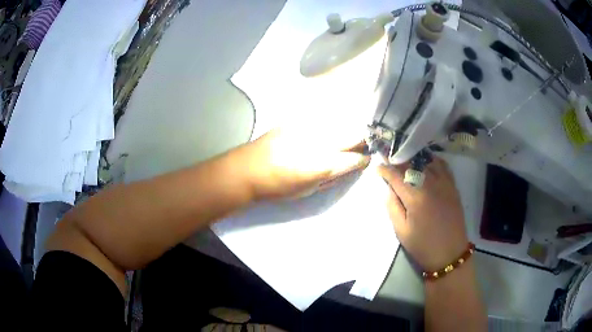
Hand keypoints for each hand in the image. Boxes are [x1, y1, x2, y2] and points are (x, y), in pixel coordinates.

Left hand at [239, 128, 370, 200]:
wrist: (249, 169)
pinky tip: (326, 129)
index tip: (365, 159)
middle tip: (363, 144)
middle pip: (354, 134)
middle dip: (363, 139)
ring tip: (346, 136)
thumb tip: (349, 168)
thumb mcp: (309, 190)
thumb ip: (332, 177)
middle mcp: (322, 141)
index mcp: (325, 163)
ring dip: (347, 130)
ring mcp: (310, 127)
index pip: (356, 158)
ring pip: (340, 122)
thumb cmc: (278, 186)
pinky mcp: (298, 119)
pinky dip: (330, 124)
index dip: (364, 159)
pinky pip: (322, 119)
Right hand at [378, 157, 468, 271]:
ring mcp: (444, 184)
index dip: (385, 170)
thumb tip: (388, 189)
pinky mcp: (453, 186)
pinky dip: (433, 161)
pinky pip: (443, 166)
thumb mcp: (401, 231)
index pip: (397, 176)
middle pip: (412, 165)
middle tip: (390, 162)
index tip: (378, 167)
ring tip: (407, 161)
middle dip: (398, 161)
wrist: (450, 253)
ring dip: (415, 159)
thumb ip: (392, 207)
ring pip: (427, 162)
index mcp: (415, 198)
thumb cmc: (423, 245)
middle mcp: (430, 185)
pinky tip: (427, 163)